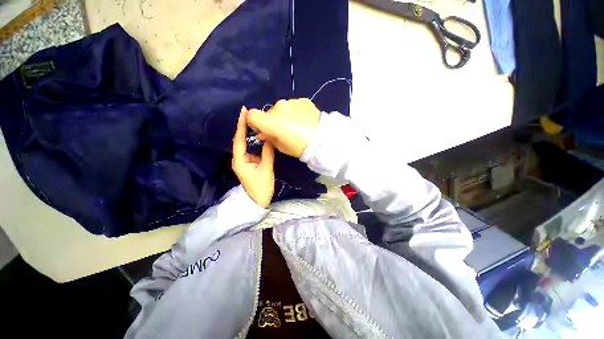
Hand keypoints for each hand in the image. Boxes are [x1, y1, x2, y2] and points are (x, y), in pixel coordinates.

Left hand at [232, 107, 274, 207]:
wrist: (258, 201)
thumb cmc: (261, 187)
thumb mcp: (266, 169)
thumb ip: (268, 153)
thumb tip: (269, 138)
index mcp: (240, 160)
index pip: (239, 139)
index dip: (241, 125)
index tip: (243, 111)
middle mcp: (239, 158)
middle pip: (240, 139)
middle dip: (244, 126)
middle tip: (251, 113)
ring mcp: (244, 161)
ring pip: (245, 144)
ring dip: (249, 133)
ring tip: (255, 121)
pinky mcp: (249, 163)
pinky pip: (251, 149)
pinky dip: (254, 141)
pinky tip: (259, 136)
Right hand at [247, 98, 319, 157]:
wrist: (323, 140)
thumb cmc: (300, 147)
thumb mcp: (281, 147)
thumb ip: (269, 138)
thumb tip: (263, 133)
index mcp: (271, 121)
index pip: (252, 115)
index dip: (254, 123)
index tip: (262, 130)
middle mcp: (279, 107)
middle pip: (269, 112)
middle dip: (272, 121)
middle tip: (283, 130)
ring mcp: (292, 102)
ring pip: (282, 108)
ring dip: (284, 115)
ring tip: (296, 125)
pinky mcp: (303, 101)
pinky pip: (294, 106)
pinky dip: (295, 112)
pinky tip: (304, 120)